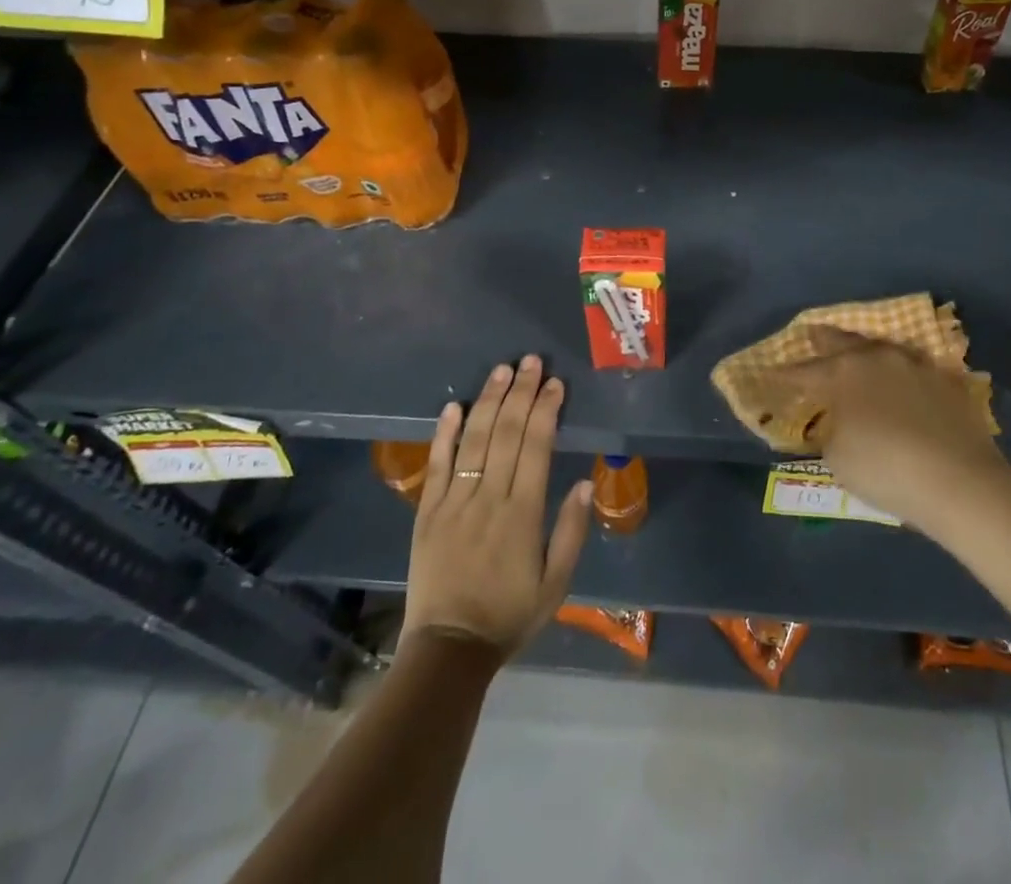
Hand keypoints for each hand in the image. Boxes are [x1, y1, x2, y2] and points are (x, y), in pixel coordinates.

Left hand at [403, 356, 592, 656]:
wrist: (449, 649)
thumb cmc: (509, 616)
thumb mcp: (556, 584)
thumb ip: (570, 531)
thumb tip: (583, 482)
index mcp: (523, 514)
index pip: (537, 448)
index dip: (547, 411)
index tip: (556, 384)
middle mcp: (489, 498)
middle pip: (507, 434)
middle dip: (522, 393)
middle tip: (532, 361)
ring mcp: (454, 502)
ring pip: (474, 440)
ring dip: (489, 401)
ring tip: (502, 370)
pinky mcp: (427, 512)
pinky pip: (437, 465)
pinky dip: (444, 433)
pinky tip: (455, 405)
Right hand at [788, 328, 1010, 532]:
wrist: (959, 481)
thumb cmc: (885, 469)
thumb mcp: (838, 458)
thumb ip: (831, 431)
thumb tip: (837, 422)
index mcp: (843, 373)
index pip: (804, 371)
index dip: (785, 374)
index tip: (770, 373)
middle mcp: (876, 358)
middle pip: (843, 342)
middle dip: (823, 340)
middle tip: (811, 333)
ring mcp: (915, 365)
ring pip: (881, 347)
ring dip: (864, 349)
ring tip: (856, 350)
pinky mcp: (947, 381)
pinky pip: (915, 366)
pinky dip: (901, 370)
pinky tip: (901, 376)